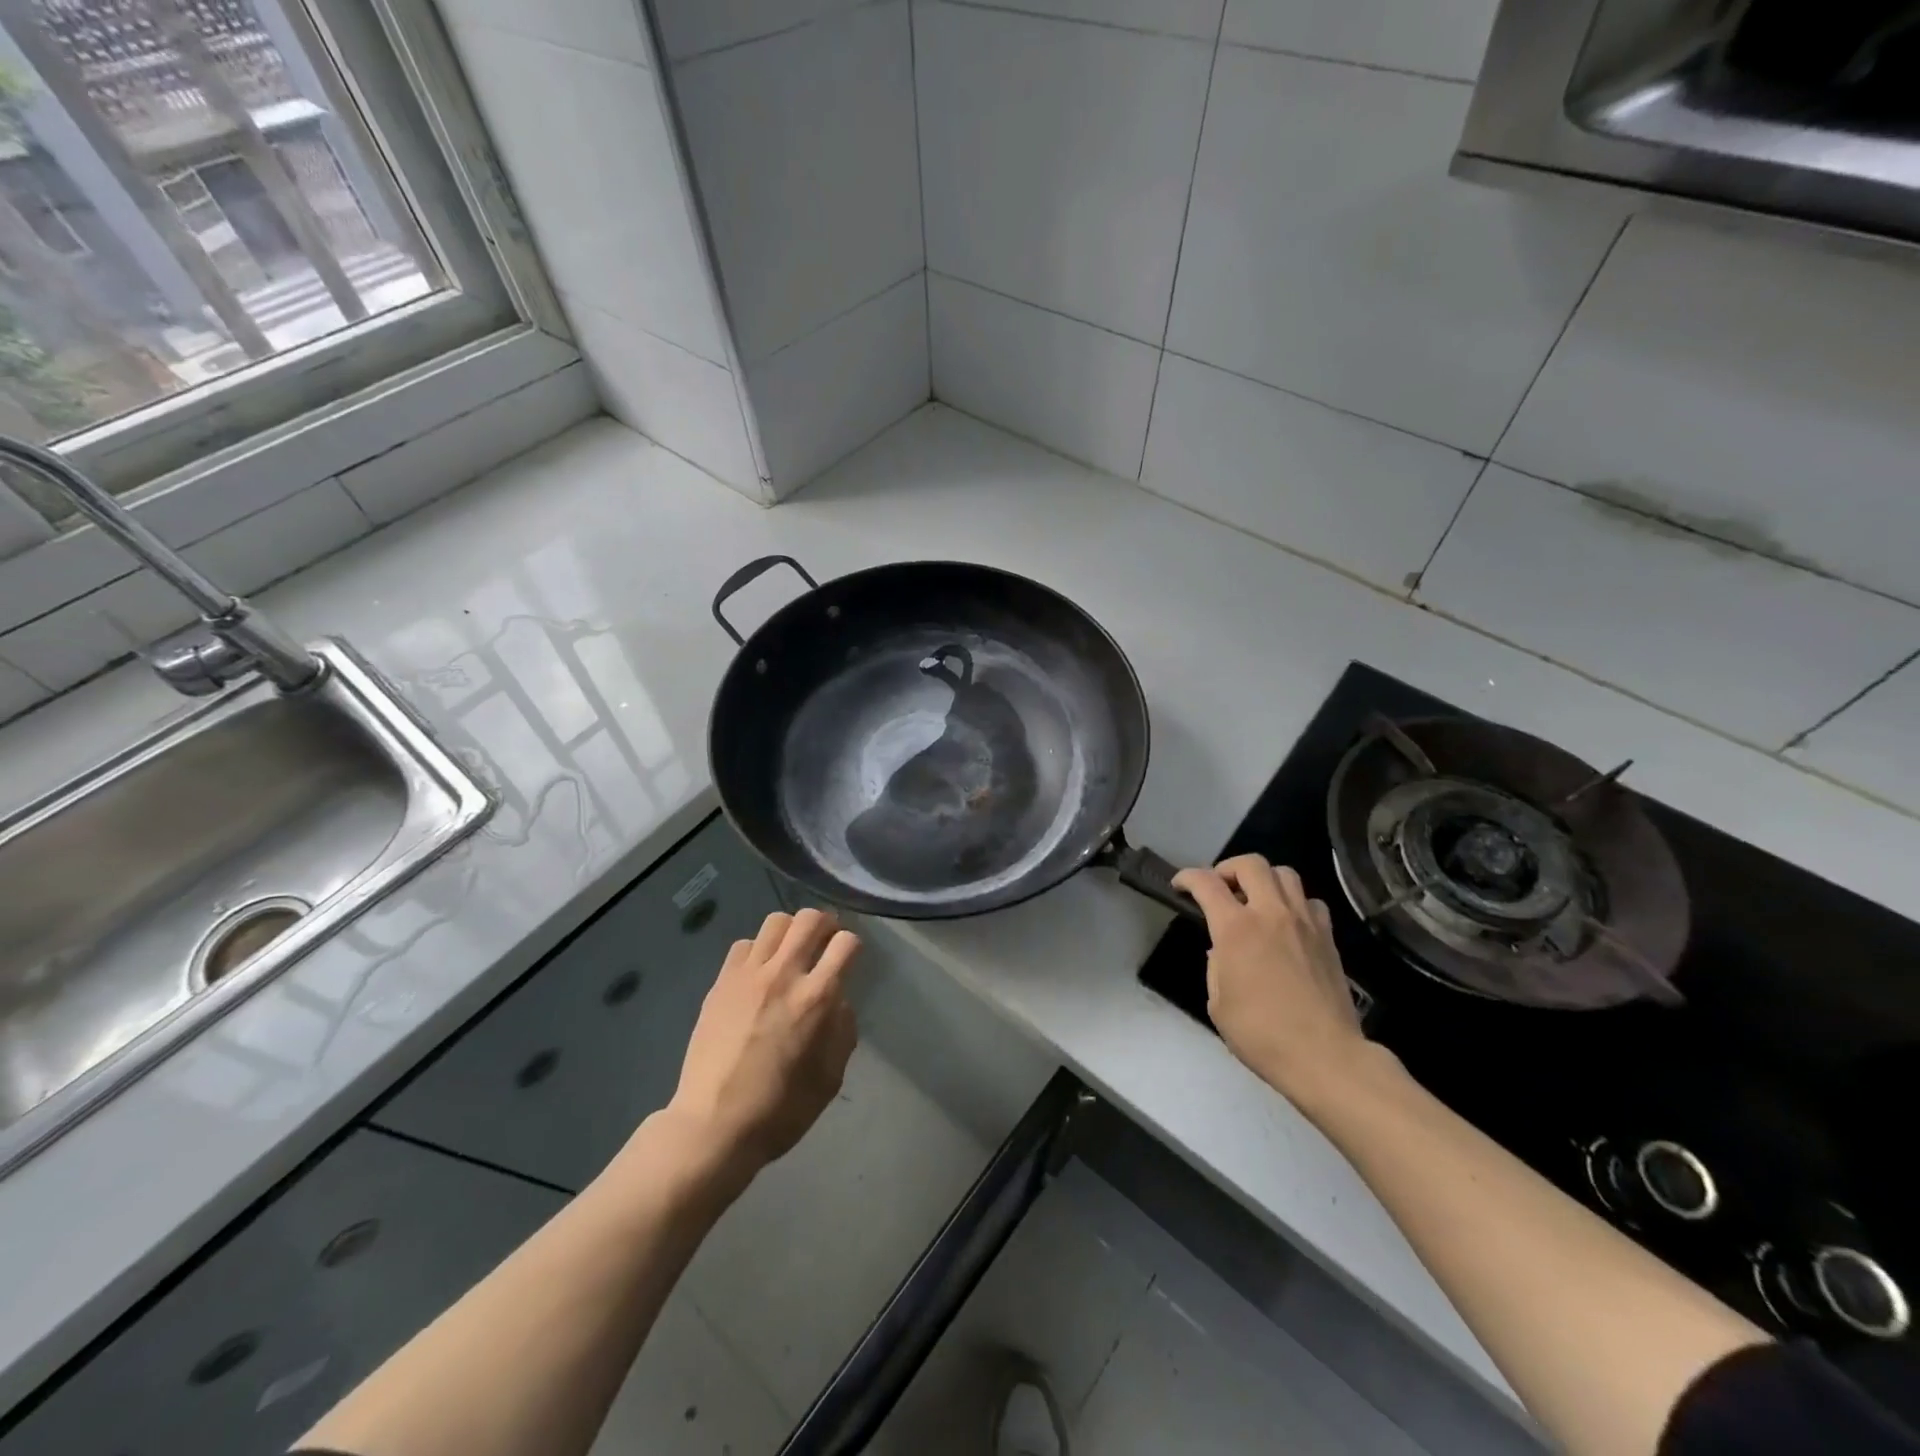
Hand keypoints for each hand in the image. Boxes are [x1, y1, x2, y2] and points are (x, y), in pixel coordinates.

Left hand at [663, 909, 859, 1176]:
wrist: (713, 1126)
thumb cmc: (780, 1110)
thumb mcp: (831, 1078)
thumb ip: (842, 1032)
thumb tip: (839, 1003)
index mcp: (817, 999)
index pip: (846, 943)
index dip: (853, 946)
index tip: (849, 959)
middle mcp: (784, 975)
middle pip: (810, 919)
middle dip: (825, 924)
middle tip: (825, 941)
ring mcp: (748, 975)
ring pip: (776, 923)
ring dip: (791, 931)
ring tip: (791, 951)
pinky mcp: (721, 982)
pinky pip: (744, 944)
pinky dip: (758, 950)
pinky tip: (759, 972)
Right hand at [1172, 856, 1373, 1100]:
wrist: (1325, 1057)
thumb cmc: (1261, 1034)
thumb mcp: (1218, 1003)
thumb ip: (1216, 966)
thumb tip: (1224, 950)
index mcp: (1236, 928)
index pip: (1206, 883)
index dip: (1187, 877)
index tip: (1179, 885)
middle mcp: (1271, 913)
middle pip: (1250, 864)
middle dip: (1228, 868)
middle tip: (1219, 887)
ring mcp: (1304, 922)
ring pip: (1285, 874)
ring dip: (1263, 879)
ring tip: (1255, 900)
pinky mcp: (1328, 937)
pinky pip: (1310, 901)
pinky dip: (1294, 902)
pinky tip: (1287, 923)